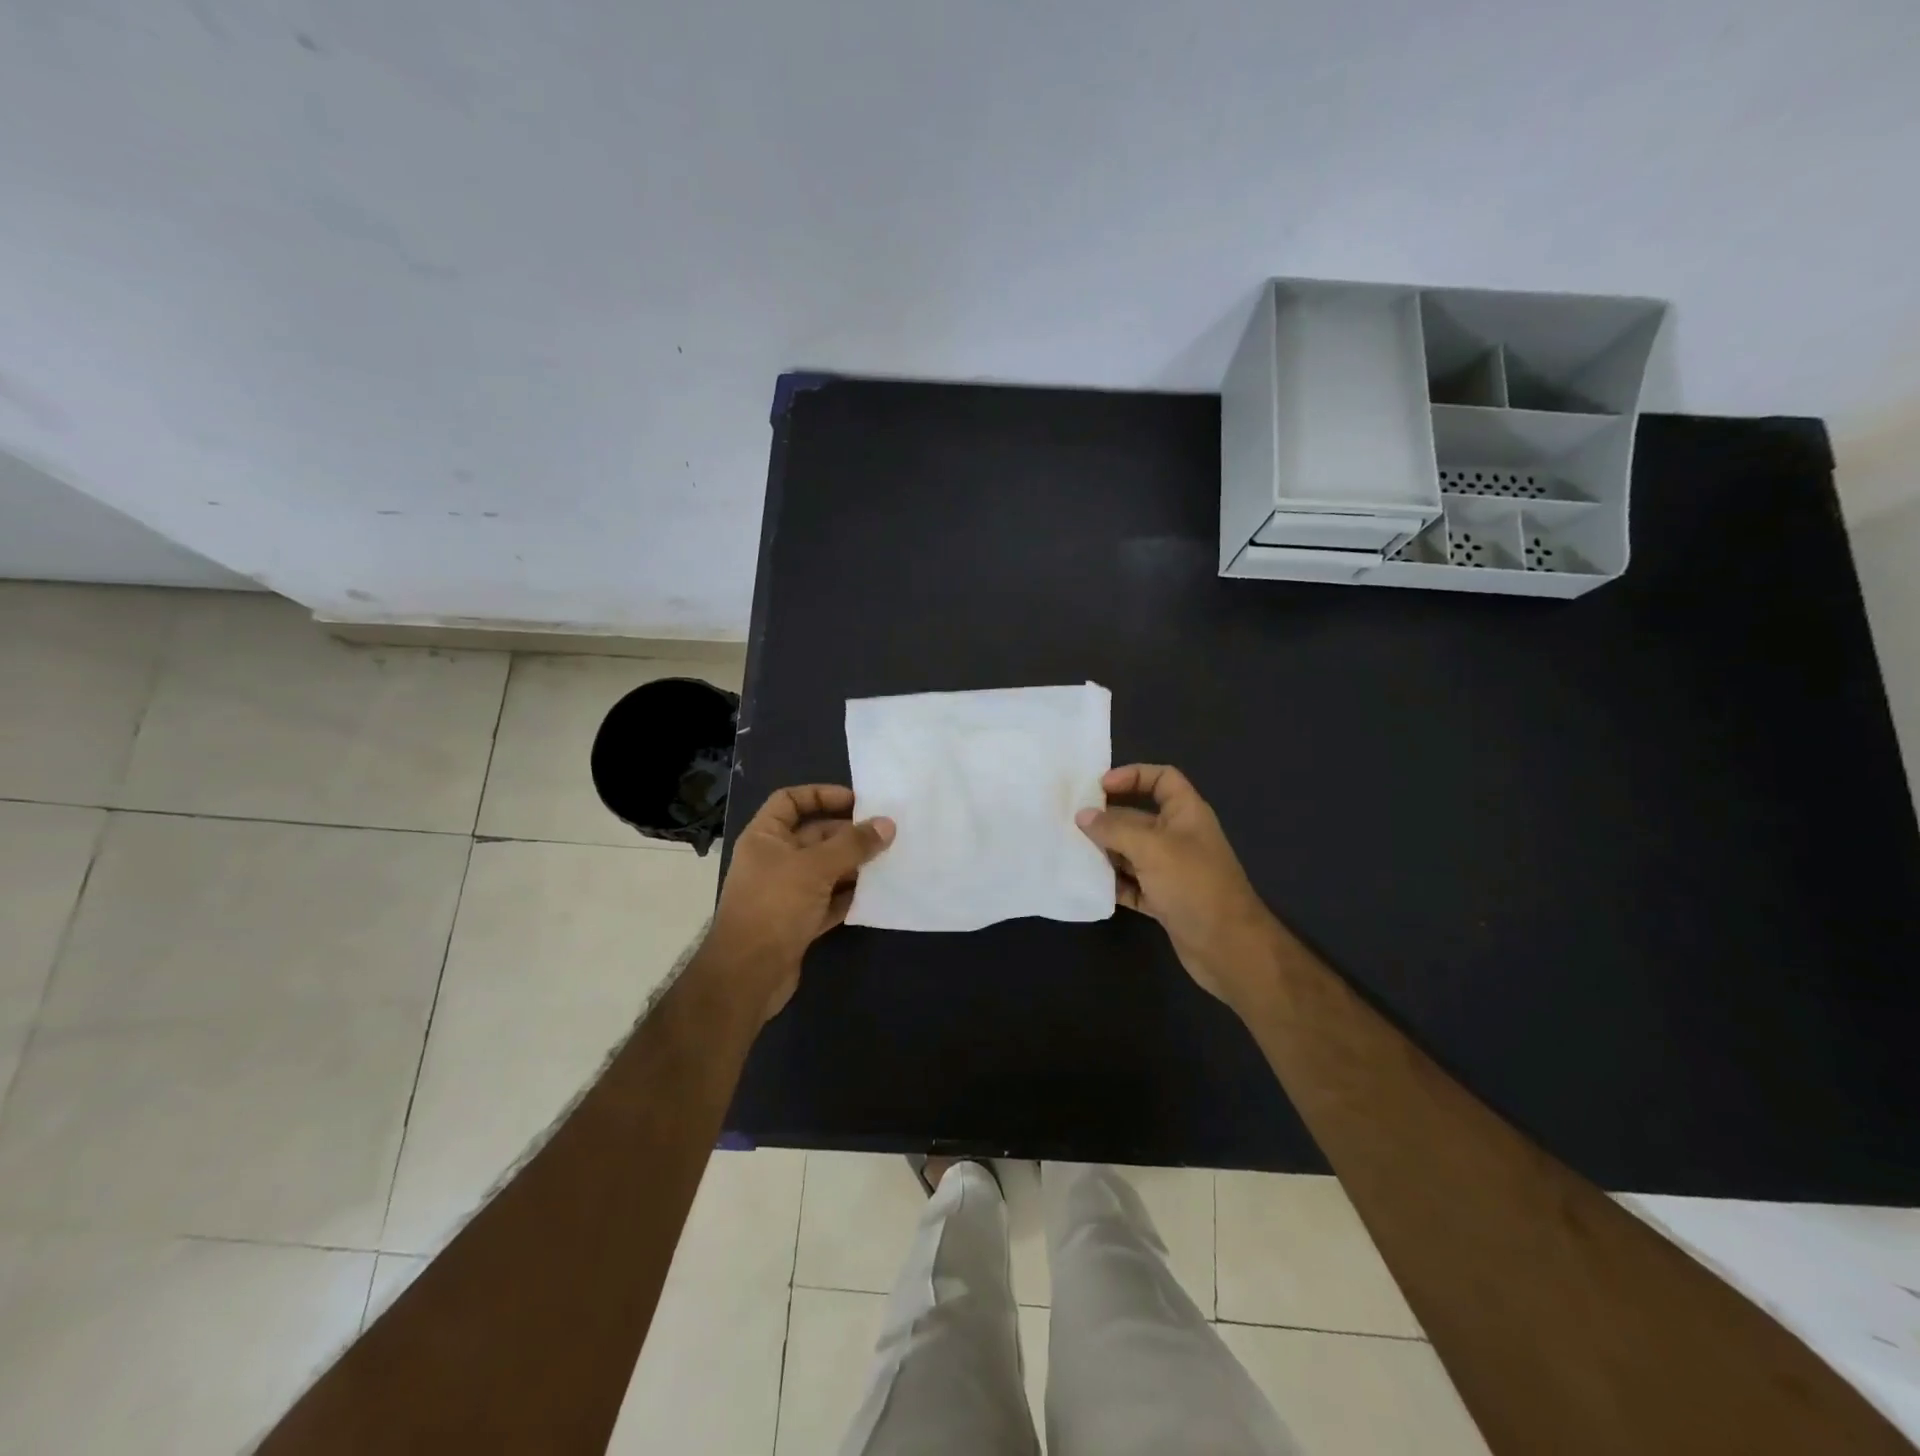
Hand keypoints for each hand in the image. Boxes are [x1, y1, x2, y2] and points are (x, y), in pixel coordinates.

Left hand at [705, 785, 894, 1022]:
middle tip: (886, 834)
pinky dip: (850, 896)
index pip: (790, 801)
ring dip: (854, 866)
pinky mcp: (798, 922)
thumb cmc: (775, 906)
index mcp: (765, 837)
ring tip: (889, 861)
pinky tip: (877, 894)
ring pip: (825, 869)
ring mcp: (785, 892)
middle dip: (848, 834)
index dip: (821, 795)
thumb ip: (853, 845)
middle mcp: (773, 860)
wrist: (748, 975)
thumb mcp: (815, 867)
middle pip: (814, 836)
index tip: (857, 801)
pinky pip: (829, 900)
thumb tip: (887, 824)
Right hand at [1076, 765, 1280, 1008]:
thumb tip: (1083, 815)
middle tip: (1071, 822)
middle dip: (1108, 818)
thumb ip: (1114, 828)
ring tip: (1072, 851)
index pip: (1162, 779)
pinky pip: (1132, 885)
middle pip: (1139, 817)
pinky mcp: (1164, 900)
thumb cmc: (1194, 885)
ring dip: (1105, 852)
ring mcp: (1172, 871)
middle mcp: (1179, 838)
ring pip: (1131, 852)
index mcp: (1186, 814)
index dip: (1133, 776)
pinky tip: (1089, 885)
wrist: (1228, 948)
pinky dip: (1113, 884)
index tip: (1100, 786)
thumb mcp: (1152, 848)